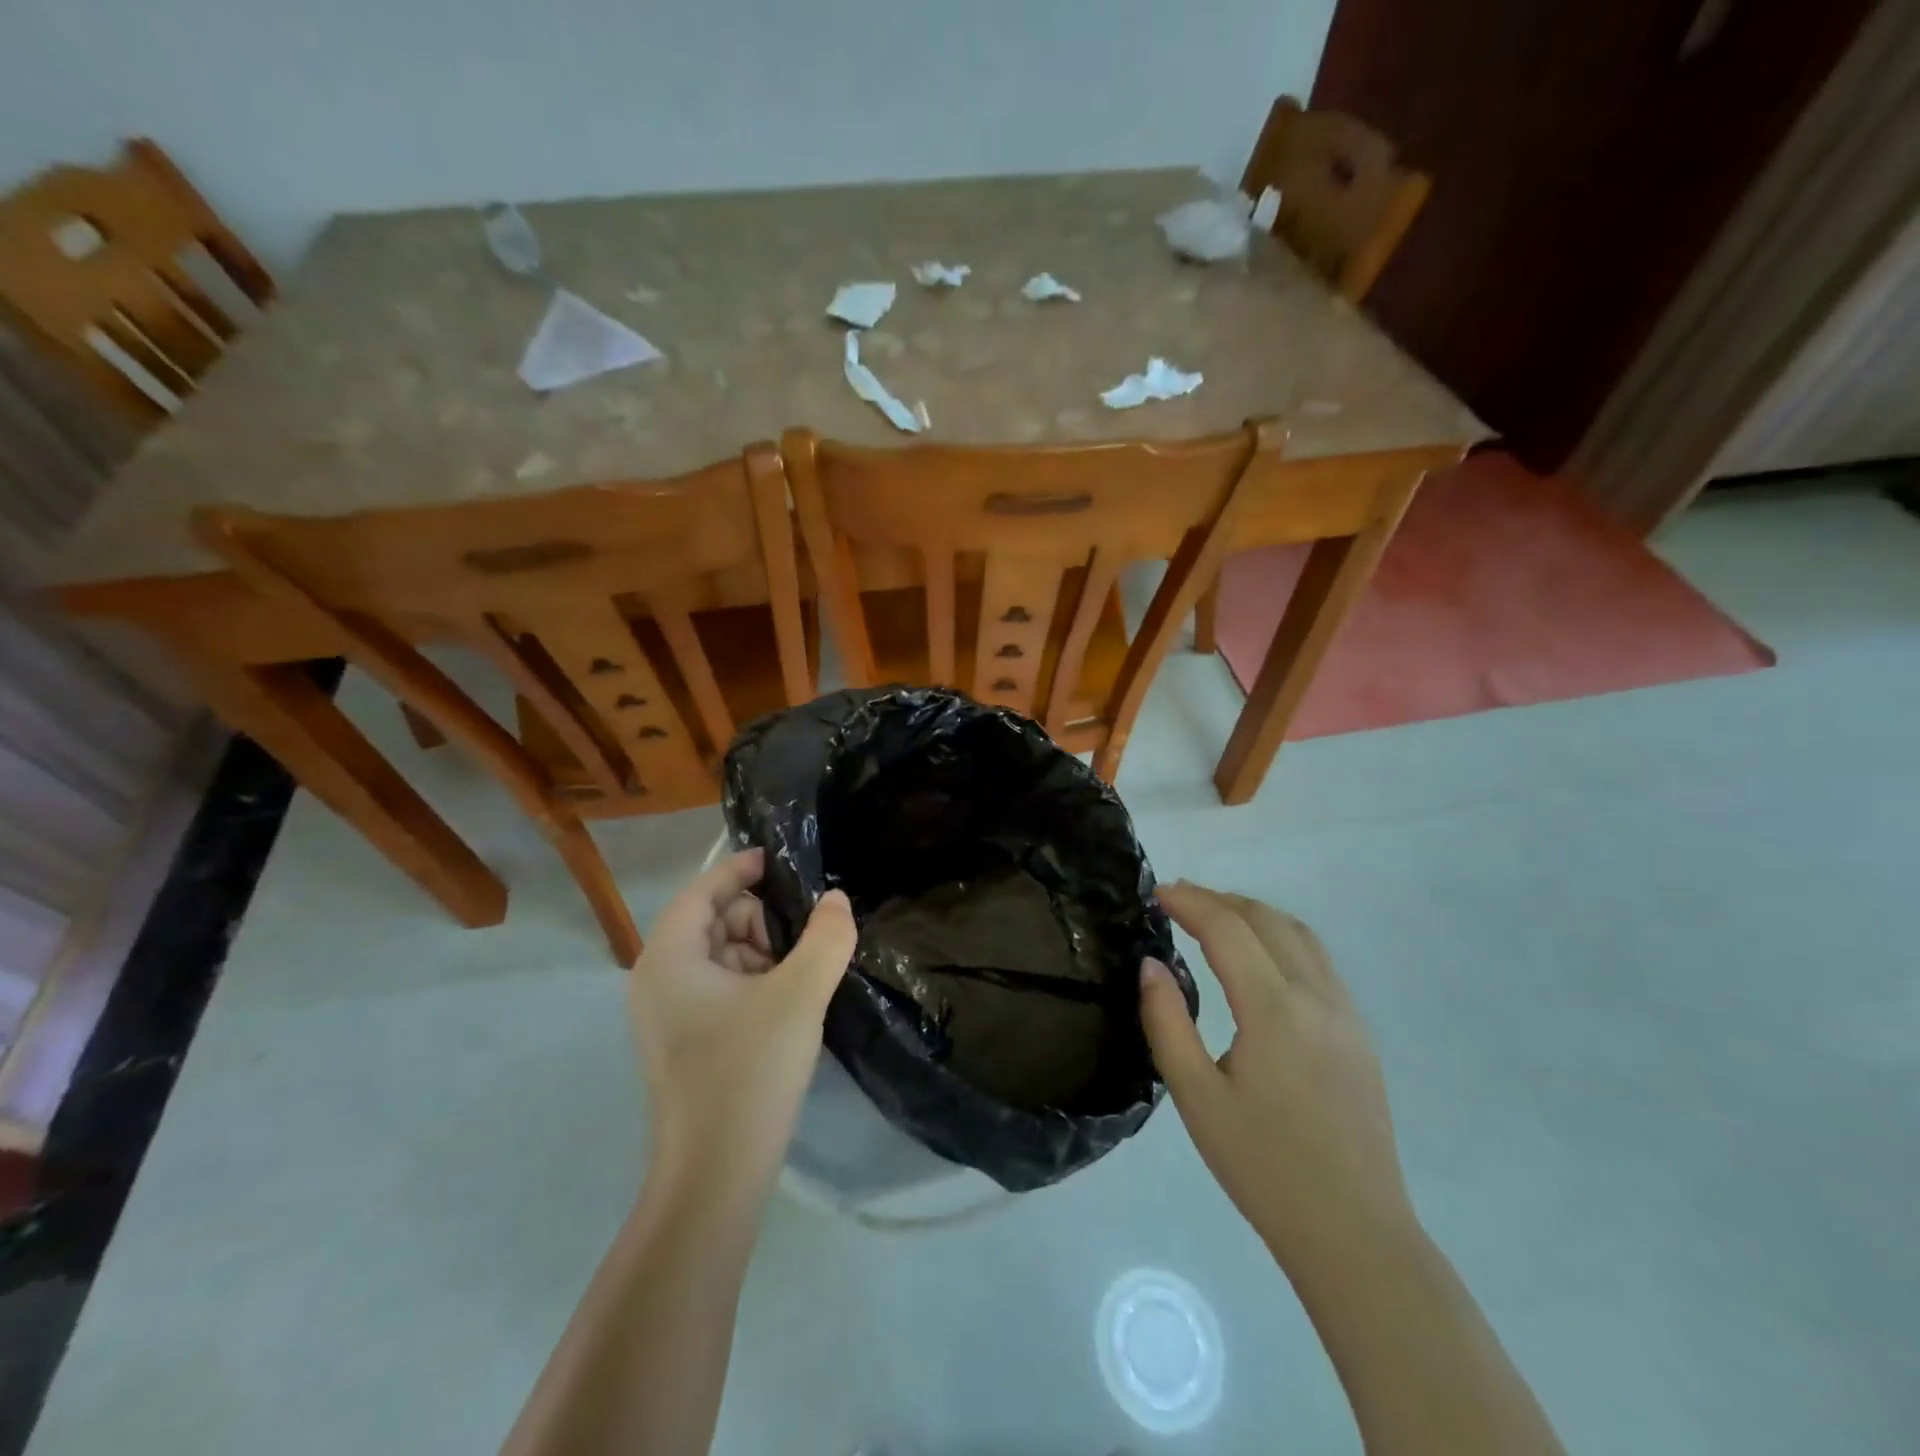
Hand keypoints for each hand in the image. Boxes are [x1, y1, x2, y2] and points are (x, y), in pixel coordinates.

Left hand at [628, 849, 856, 1194]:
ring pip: (721, 956)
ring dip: (763, 953)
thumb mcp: (799, 995)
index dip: (739, 869)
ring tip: (803, 978)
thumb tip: (837, 901)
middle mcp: (658, 980)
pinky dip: (755, 982)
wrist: (714, 1178)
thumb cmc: (748, 1073)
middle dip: (760, 920)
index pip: (701, 890)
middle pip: (713, 921)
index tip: (780, 860)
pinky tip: (789, 1004)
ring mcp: (668, 1015)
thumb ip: (826, 938)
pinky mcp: (685, 1043)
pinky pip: (722, 989)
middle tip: (805, 942)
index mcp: (668, 959)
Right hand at [1139, 882, 1415, 1268]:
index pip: (1228, 928)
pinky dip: (1281, 937)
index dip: (1189, 901)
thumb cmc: (1263, 1166)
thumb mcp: (1196, 1097)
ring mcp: (1346, 1013)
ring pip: (1299, 934)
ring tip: (1214, 916)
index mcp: (1274, 1010)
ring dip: (1253, 913)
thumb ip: (1167, 1022)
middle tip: (1176, 900)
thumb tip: (1151, 964)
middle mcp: (1316, 996)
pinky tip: (1260, 958)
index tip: (1156, 892)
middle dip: (1219, 899)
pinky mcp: (1359, 1033)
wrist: (1354, 1233)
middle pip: (1266, 919)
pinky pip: (1318, 960)